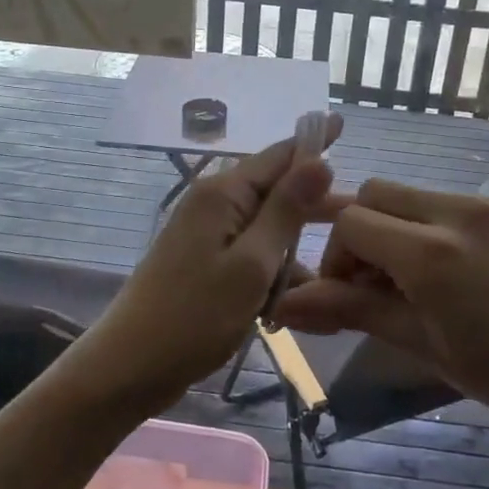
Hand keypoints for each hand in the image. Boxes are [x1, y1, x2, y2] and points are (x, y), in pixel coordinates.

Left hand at [70, 115, 343, 413]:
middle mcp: (214, 203)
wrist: (128, 368)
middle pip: (275, 189)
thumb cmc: (194, 317)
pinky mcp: (205, 261)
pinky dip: (274, 268)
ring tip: (338, 265)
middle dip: (315, 200)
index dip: (313, 142)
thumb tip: (319, 160)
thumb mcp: (252, 264)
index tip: (342, 120)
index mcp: (224, 194)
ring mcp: (207, 233)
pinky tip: (298, 297)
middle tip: (360, 211)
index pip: (279, 154)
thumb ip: (286, 211)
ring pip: (266, 225)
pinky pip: (251, 252)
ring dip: (295, 245)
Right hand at [273, 179, 488, 443]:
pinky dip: (429, 225)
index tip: (348, 293)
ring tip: (413, 279)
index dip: (335, 256)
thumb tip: (282, 305)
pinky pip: (448, 201)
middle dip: (360, 232)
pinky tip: (451, 270)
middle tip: (373, 282)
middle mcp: (458, 211)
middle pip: (376, 193)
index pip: (352, 221)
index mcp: (432, 252)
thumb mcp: (421, 345)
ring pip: (411, 194)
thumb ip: (352, 310)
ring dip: (394, 227)